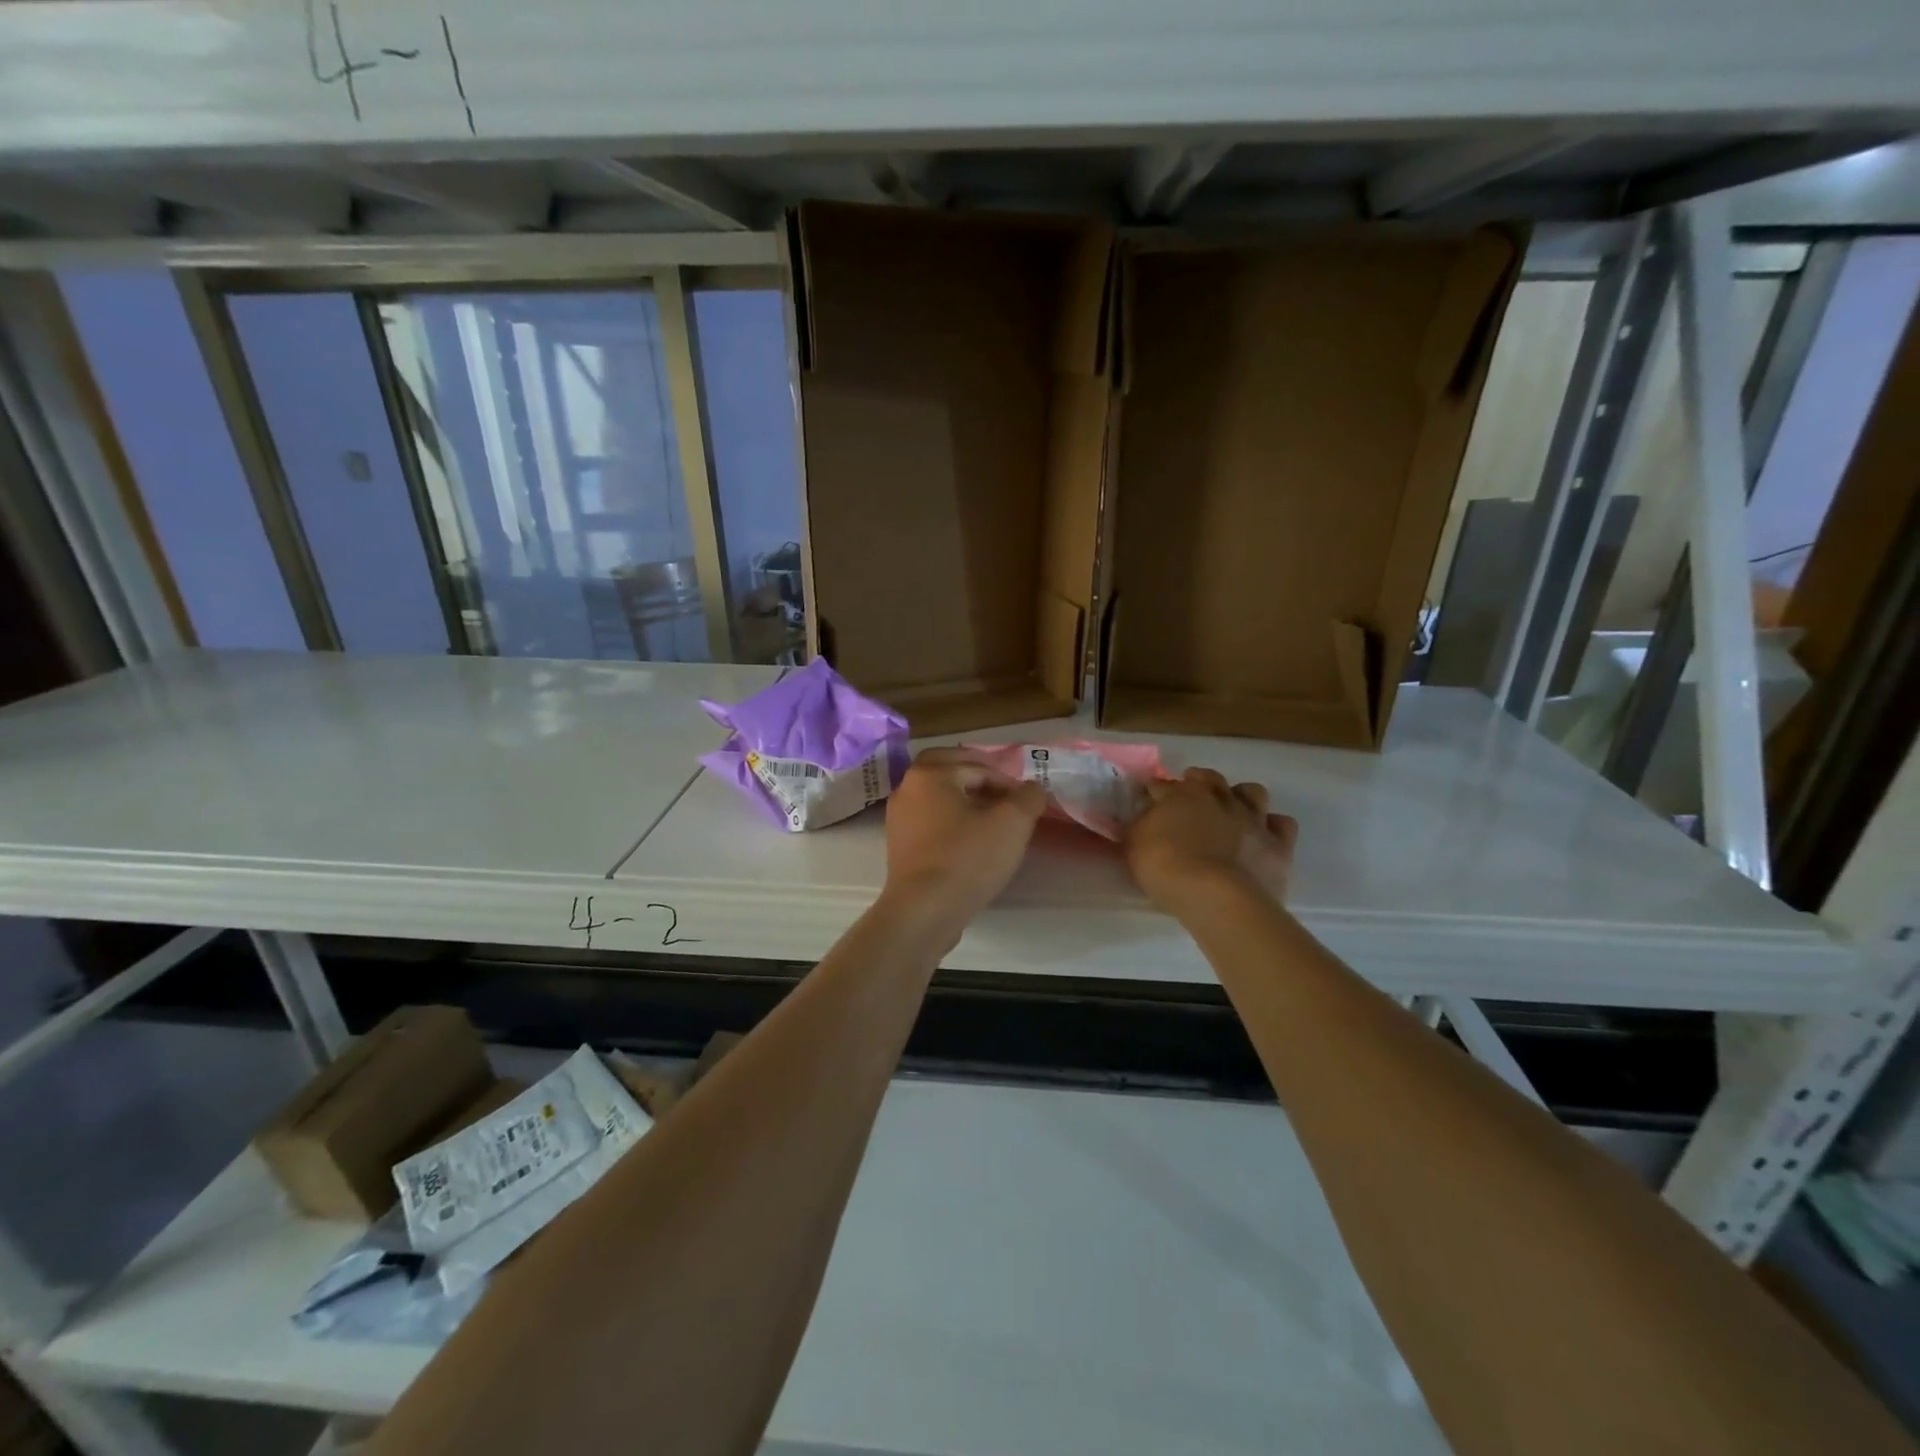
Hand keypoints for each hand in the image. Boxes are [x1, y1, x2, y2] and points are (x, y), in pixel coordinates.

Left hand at [881, 748, 1047, 928]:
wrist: (924, 911)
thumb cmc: (967, 859)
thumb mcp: (1012, 823)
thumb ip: (1028, 797)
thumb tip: (1032, 789)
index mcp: (930, 774)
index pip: (977, 766)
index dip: (1007, 781)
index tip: (1026, 802)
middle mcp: (907, 788)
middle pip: (948, 770)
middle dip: (977, 776)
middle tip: (1004, 794)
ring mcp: (898, 818)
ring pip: (937, 797)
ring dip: (964, 800)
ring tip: (992, 820)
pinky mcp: (899, 846)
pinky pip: (929, 822)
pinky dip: (950, 822)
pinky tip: (971, 842)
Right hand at [1125, 768, 1297, 913]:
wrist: (1216, 896)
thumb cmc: (1166, 867)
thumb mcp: (1134, 844)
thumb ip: (1140, 825)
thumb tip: (1145, 814)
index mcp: (1183, 794)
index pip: (1162, 785)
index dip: (1154, 792)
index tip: (1148, 800)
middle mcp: (1220, 798)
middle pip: (1209, 779)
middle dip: (1198, 783)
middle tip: (1189, 800)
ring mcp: (1253, 819)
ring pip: (1252, 792)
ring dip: (1241, 797)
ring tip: (1231, 811)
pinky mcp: (1278, 844)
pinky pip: (1282, 824)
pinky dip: (1272, 826)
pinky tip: (1262, 835)